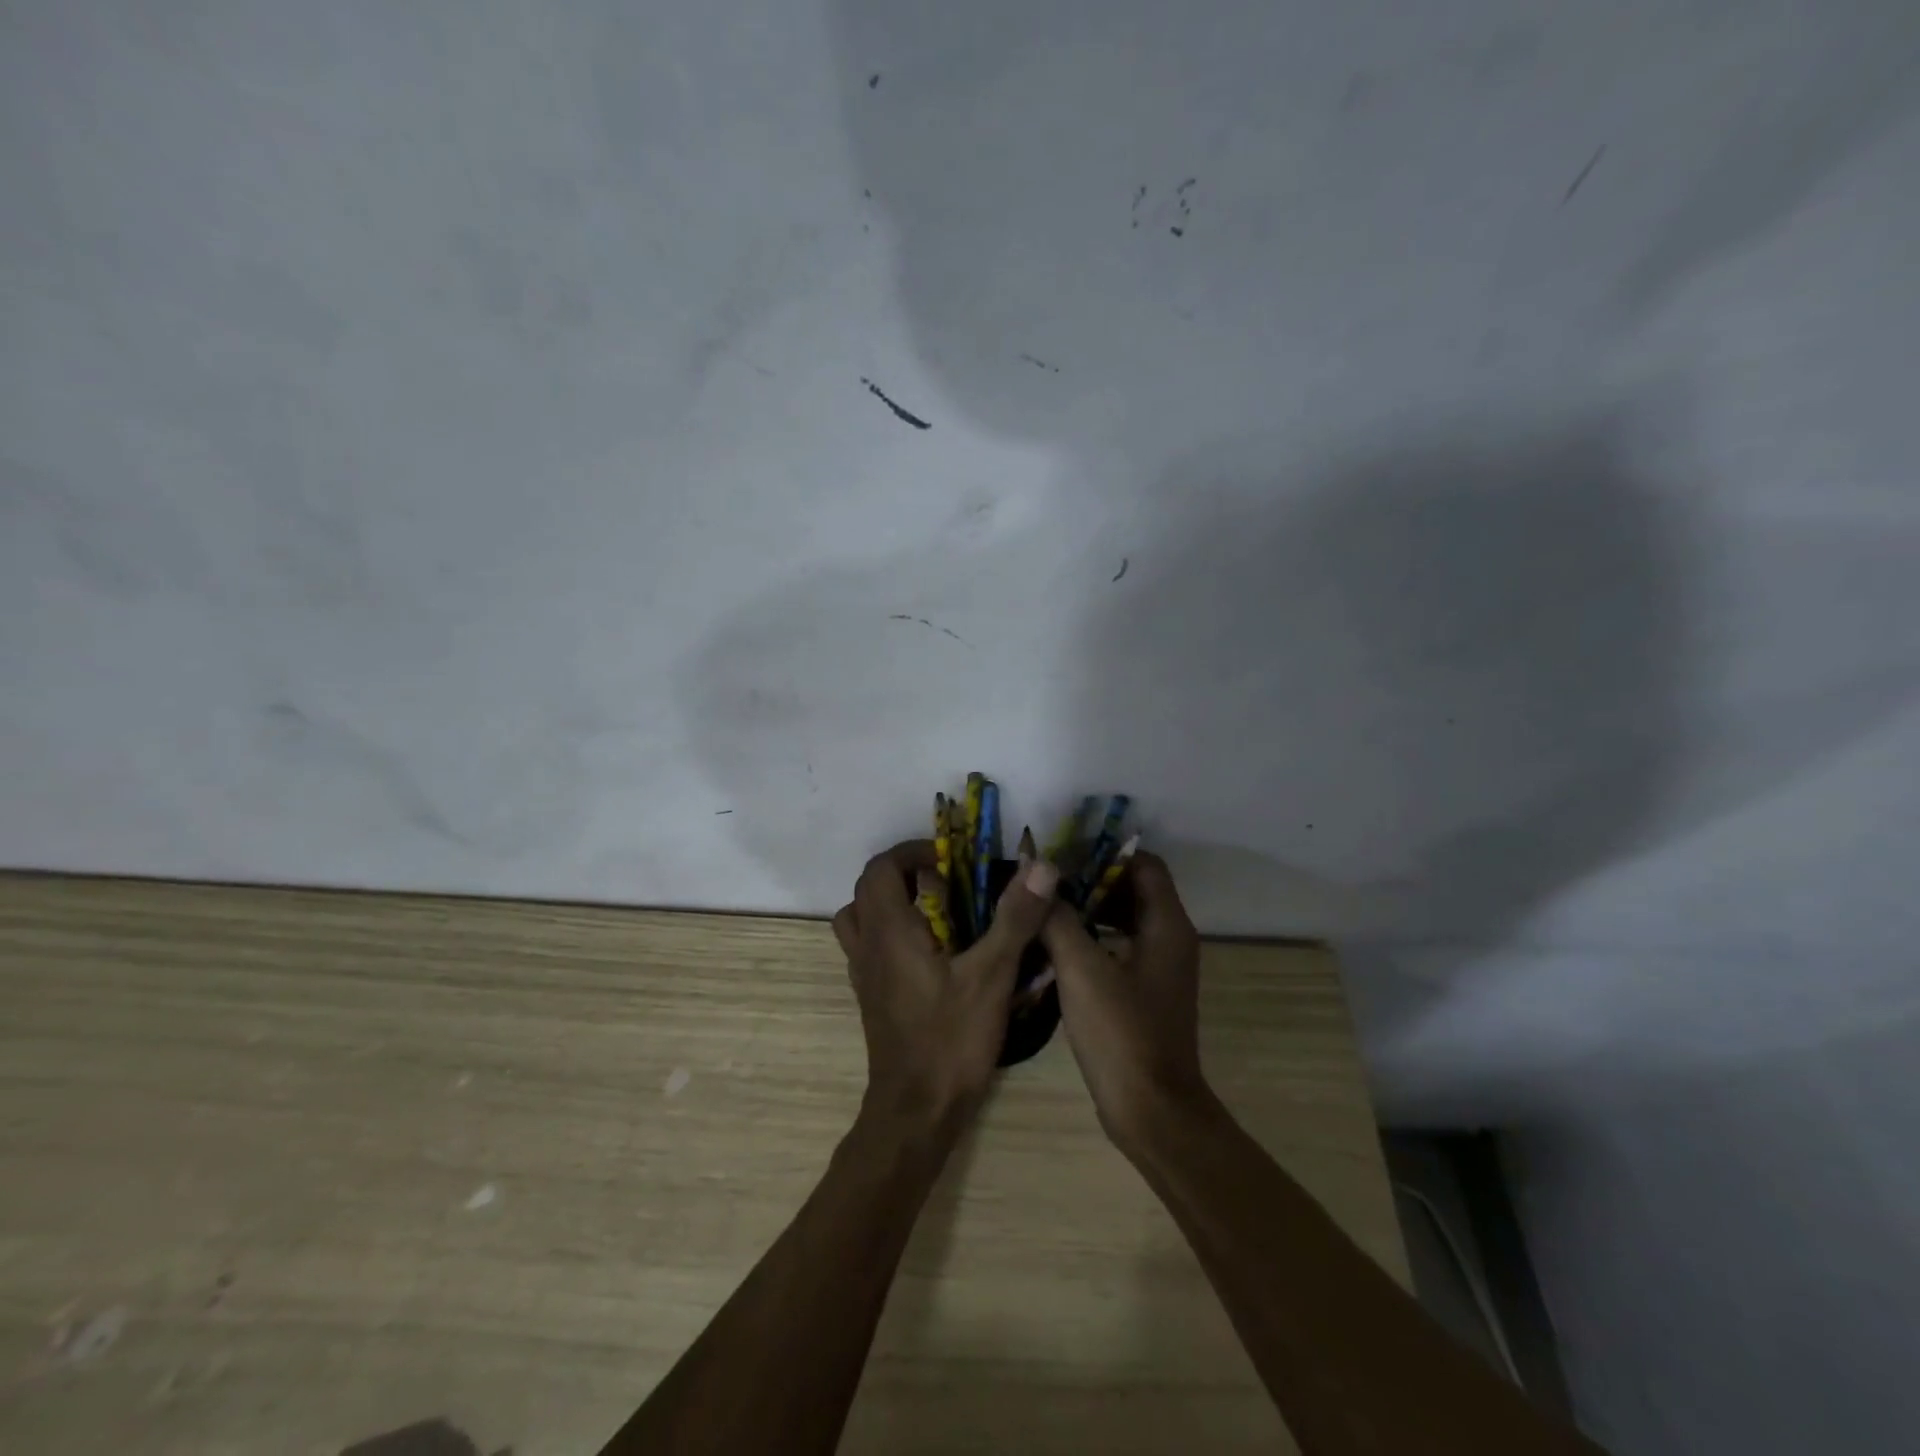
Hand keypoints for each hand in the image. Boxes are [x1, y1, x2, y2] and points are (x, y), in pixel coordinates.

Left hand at [833, 841, 1058, 1138]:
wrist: (914, 1113)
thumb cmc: (950, 1040)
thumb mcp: (991, 976)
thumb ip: (1014, 918)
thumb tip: (1040, 866)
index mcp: (889, 930)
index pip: (881, 868)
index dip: (912, 852)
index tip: (949, 859)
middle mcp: (867, 946)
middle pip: (869, 889)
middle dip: (905, 873)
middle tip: (947, 880)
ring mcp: (864, 974)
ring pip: (861, 918)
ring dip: (892, 902)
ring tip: (935, 910)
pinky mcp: (871, 997)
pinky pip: (870, 947)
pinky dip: (892, 933)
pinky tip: (932, 953)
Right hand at [1039, 853, 1206, 1150]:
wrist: (1150, 1111)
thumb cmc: (1121, 1033)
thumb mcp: (1081, 969)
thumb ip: (1059, 918)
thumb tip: (1039, 876)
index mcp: (1167, 925)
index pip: (1144, 864)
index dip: (1105, 852)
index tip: (1063, 852)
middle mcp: (1171, 939)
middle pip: (1133, 889)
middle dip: (1090, 879)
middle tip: (1046, 879)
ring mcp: (1159, 968)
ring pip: (1124, 919)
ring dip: (1089, 909)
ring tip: (1044, 907)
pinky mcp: (1145, 993)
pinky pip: (1120, 947)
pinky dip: (1093, 938)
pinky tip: (1055, 946)